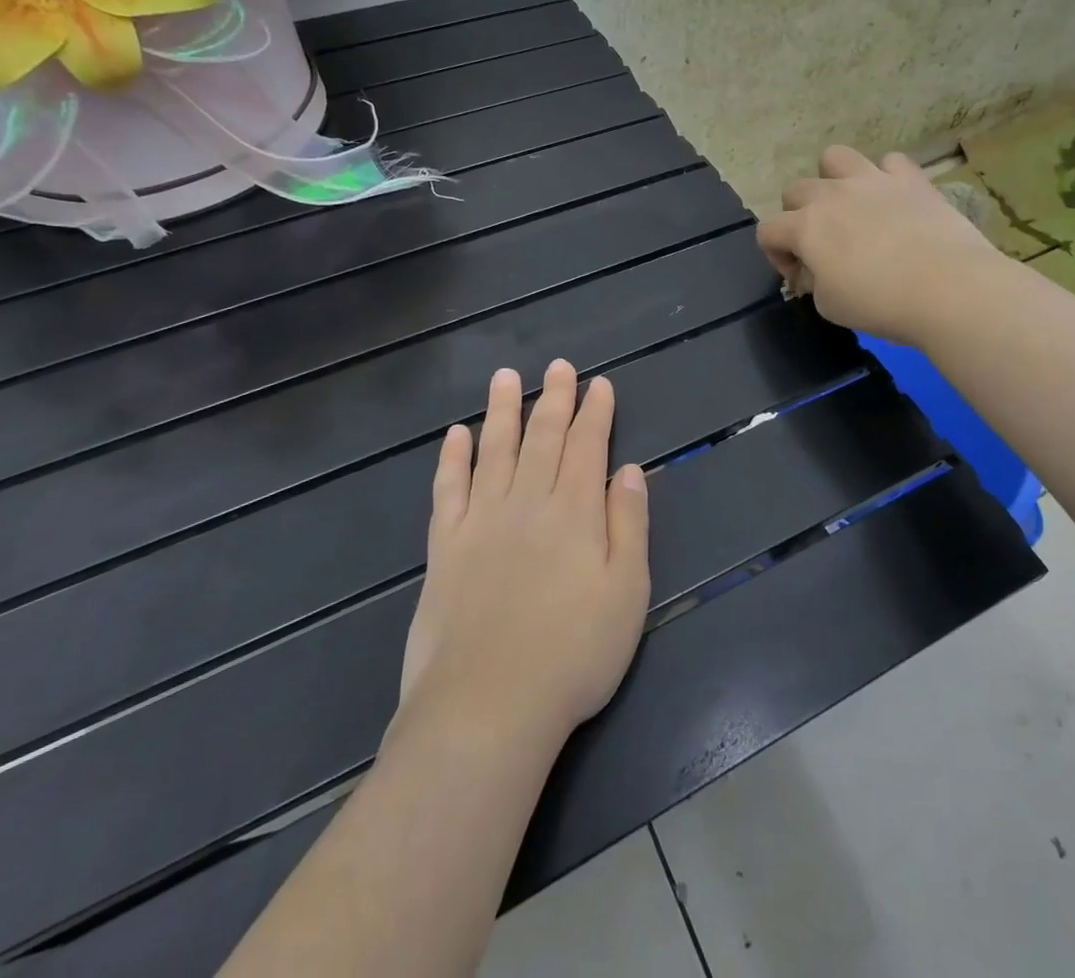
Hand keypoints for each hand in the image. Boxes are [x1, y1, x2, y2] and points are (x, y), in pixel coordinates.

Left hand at [399, 361, 649, 741]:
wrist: (487, 708)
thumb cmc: (573, 655)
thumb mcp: (628, 593)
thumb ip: (630, 525)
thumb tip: (629, 470)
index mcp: (575, 513)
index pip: (588, 447)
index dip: (595, 412)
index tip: (600, 384)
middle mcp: (528, 503)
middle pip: (543, 438)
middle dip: (554, 399)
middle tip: (558, 367)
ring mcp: (481, 521)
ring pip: (494, 450)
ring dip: (502, 411)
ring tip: (506, 377)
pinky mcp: (445, 547)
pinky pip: (448, 489)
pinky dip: (453, 458)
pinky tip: (456, 434)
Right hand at [757, 145, 999, 344]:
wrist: (948, 289)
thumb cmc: (880, 304)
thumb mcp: (829, 306)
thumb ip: (813, 280)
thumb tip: (814, 269)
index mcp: (805, 227)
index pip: (767, 231)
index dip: (776, 255)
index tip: (800, 276)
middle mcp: (832, 195)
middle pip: (795, 190)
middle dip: (799, 217)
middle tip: (823, 246)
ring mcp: (872, 180)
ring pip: (834, 157)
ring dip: (834, 179)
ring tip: (850, 206)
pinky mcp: (911, 179)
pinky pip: (890, 162)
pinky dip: (887, 178)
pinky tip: (895, 201)